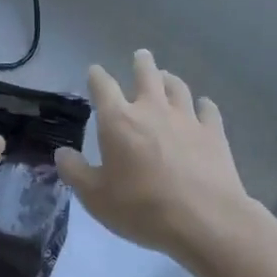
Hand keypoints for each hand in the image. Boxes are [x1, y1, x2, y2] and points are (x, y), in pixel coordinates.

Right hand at [56, 51, 256, 262]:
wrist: (204, 220)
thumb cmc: (141, 208)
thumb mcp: (95, 197)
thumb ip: (75, 172)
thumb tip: (62, 153)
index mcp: (118, 121)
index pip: (103, 87)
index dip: (97, 76)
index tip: (94, 72)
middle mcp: (152, 110)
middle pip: (147, 74)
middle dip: (141, 63)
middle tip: (140, 56)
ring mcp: (186, 119)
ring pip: (178, 87)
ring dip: (170, 79)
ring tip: (167, 78)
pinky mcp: (214, 133)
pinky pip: (208, 110)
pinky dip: (203, 105)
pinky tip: (203, 107)